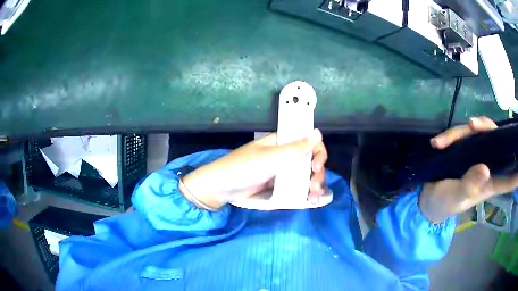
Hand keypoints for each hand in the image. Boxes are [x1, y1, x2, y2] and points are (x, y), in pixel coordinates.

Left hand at [180, 129, 327, 208]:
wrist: (221, 188)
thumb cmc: (244, 168)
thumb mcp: (271, 157)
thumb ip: (296, 148)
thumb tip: (318, 132)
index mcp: (283, 143)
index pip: (308, 142)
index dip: (317, 152)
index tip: (315, 166)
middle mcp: (285, 157)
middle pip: (310, 161)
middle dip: (318, 174)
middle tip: (315, 186)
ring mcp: (282, 174)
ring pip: (305, 177)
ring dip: (315, 186)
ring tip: (314, 197)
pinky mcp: (278, 188)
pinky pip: (296, 189)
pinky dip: (305, 195)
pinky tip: (311, 202)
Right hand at [419, 116, 517, 222]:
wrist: (428, 199)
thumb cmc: (443, 203)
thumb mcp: (455, 198)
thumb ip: (469, 186)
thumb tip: (485, 169)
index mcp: (490, 183)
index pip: (509, 176)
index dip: (517, 169)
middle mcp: (487, 165)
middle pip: (496, 140)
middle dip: (488, 128)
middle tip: (473, 124)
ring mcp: (476, 155)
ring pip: (479, 132)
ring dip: (462, 132)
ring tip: (442, 142)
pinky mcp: (464, 148)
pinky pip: (463, 133)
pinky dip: (450, 135)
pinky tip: (437, 143)